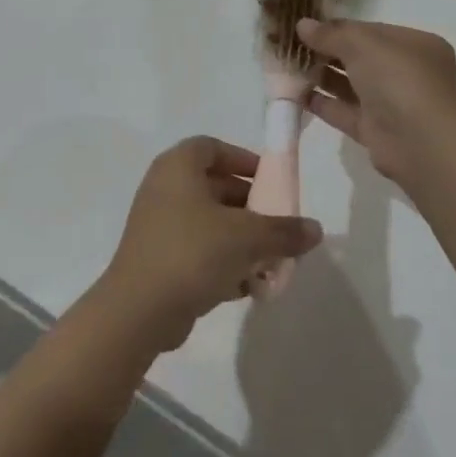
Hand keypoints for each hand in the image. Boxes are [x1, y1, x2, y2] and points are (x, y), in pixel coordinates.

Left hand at [97, 138, 322, 352]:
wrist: (139, 309)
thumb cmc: (193, 252)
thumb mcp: (247, 238)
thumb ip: (283, 231)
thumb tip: (316, 229)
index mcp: (179, 166)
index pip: (213, 147)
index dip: (243, 159)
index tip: (270, 181)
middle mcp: (164, 187)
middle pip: (214, 185)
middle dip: (249, 205)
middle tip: (277, 224)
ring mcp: (157, 223)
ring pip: (207, 220)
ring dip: (239, 237)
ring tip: (269, 259)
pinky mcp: (157, 257)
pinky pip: (196, 248)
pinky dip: (221, 259)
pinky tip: (247, 285)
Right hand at [298, 17, 455, 186]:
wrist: (420, 142)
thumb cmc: (398, 79)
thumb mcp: (362, 44)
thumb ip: (330, 33)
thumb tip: (302, 24)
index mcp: (415, 45)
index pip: (372, 31)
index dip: (340, 27)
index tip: (309, 26)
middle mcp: (407, 73)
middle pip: (361, 57)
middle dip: (328, 51)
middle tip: (293, 46)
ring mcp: (393, 104)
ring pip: (351, 85)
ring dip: (322, 76)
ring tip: (288, 67)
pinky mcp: (377, 131)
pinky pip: (345, 112)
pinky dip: (323, 103)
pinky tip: (296, 94)